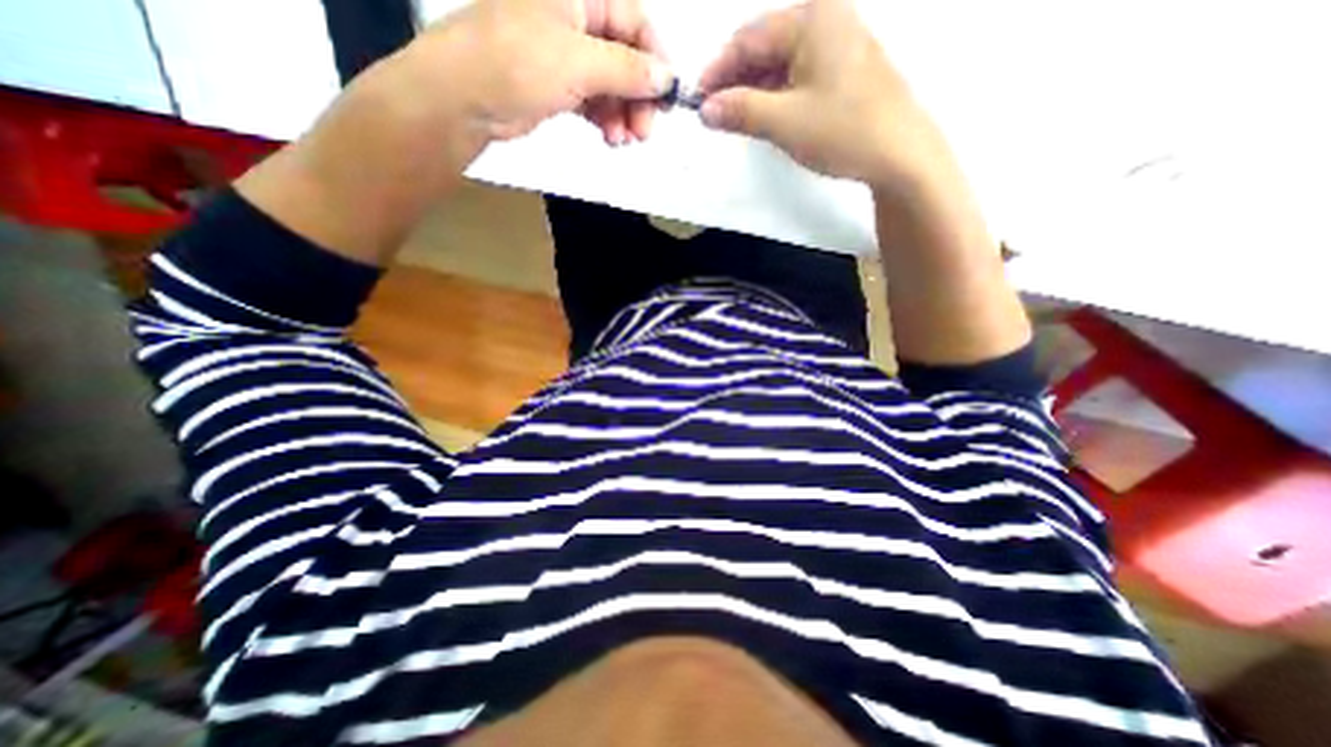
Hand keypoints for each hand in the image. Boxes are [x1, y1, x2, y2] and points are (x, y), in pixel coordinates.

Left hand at [407, 0, 675, 145]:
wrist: (463, 98)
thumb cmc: (514, 63)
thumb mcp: (579, 62)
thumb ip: (628, 70)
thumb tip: (666, 78)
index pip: (634, 21)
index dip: (655, 61)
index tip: (667, 98)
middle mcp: (573, 17)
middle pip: (625, 56)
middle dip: (638, 96)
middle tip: (644, 130)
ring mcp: (564, 52)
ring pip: (611, 83)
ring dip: (623, 113)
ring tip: (624, 140)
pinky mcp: (557, 83)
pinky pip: (594, 99)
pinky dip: (605, 119)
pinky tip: (610, 137)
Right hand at [701, 1, 949, 193]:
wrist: (899, 153)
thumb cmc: (842, 130)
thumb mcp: (784, 122)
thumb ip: (740, 111)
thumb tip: (705, 109)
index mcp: (811, 19)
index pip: (748, 39)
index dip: (717, 70)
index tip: (696, 99)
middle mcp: (826, 19)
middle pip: (764, 47)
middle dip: (735, 80)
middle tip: (713, 111)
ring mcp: (838, 44)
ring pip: (780, 63)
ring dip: (753, 90)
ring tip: (734, 118)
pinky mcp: (843, 69)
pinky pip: (798, 75)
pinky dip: (775, 95)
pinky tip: (763, 115)